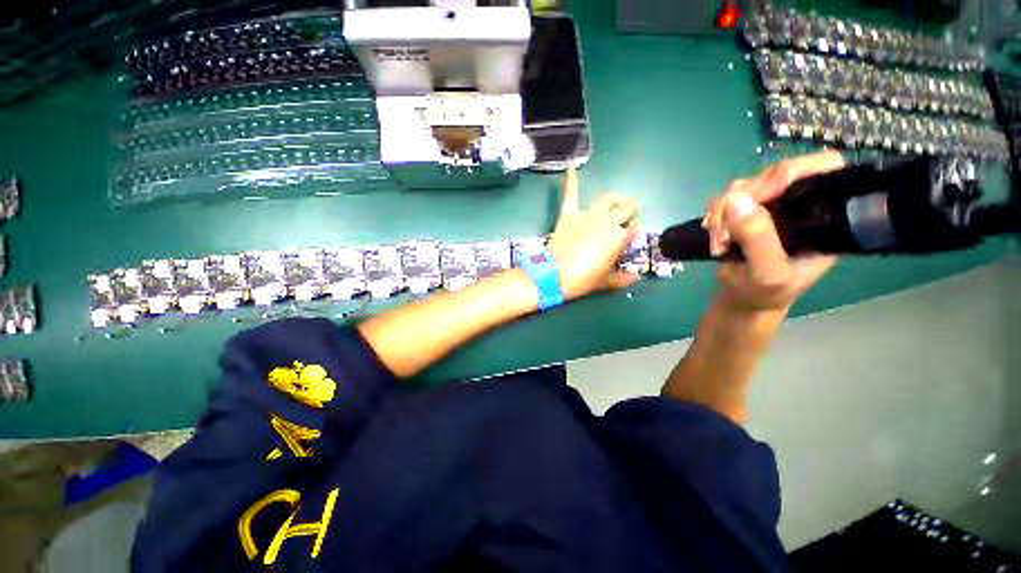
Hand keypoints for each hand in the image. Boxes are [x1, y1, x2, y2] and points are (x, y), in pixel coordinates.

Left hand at [547, 167, 639, 300]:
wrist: (555, 275)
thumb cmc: (583, 279)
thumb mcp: (606, 282)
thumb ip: (624, 278)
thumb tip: (636, 276)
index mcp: (619, 238)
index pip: (634, 229)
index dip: (632, 233)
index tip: (627, 239)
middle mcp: (608, 222)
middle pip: (627, 208)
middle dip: (631, 210)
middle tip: (627, 216)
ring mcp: (588, 215)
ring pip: (609, 198)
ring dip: (616, 199)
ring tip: (616, 202)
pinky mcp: (569, 213)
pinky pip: (571, 193)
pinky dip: (571, 180)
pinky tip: (572, 167)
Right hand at [704, 151, 844, 312]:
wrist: (742, 300)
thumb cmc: (765, 294)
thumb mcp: (768, 274)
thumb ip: (759, 240)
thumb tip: (736, 200)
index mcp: (824, 214)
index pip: (824, 167)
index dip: (793, 172)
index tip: (763, 195)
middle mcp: (799, 204)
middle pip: (773, 175)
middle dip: (744, 201)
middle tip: (726, 232)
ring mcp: (770, 207)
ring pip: (744, 187)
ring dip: (723, 213)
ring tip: (719, 242)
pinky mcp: (745, 213)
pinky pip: (726, 199)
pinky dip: (715, 216)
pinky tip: (714, 235)